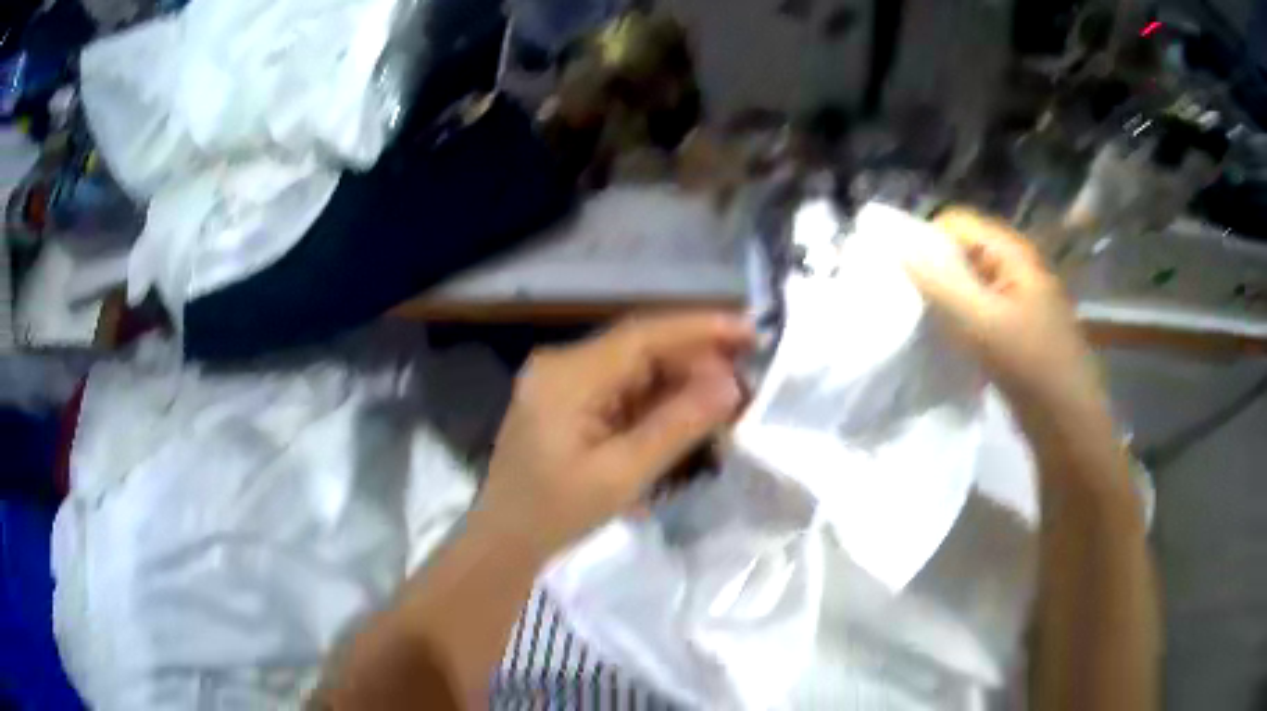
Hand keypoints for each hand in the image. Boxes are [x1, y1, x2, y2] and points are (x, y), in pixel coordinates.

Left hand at [473, 312, 754, 557]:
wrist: (505, 540)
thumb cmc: (555, 513)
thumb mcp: (621, 476)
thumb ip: (676, 427)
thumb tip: (730, 386)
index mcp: (567, 376)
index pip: (642, 335)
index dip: (699, 329)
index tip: (749, 330)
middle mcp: (563, 366)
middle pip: (640, 348)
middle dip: (695, 359)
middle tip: (747, 377)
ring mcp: (564, 382)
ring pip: (635, 368)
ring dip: (680, 380)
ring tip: (728, 398)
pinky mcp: (569, 402)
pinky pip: (622, 388)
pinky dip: (658, 399)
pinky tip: (689, 412)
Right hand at [905, 208, 1103, 417]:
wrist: (1068, 422)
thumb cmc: (1030, 366)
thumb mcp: (981, 323)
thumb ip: (939, 283)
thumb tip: (899, 246)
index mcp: (1013, 253)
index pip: (956, 223)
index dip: (926, 241)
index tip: (904, 277)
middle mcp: (1017, 266)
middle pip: (964, 250)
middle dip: (934, 271)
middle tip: (912, 304)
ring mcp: (1020, 297)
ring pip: (971, 282)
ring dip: (946, 299)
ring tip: (927, 325)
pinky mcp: (1019, 326)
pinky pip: (981, 308)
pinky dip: (962, 319)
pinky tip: (951, 342)